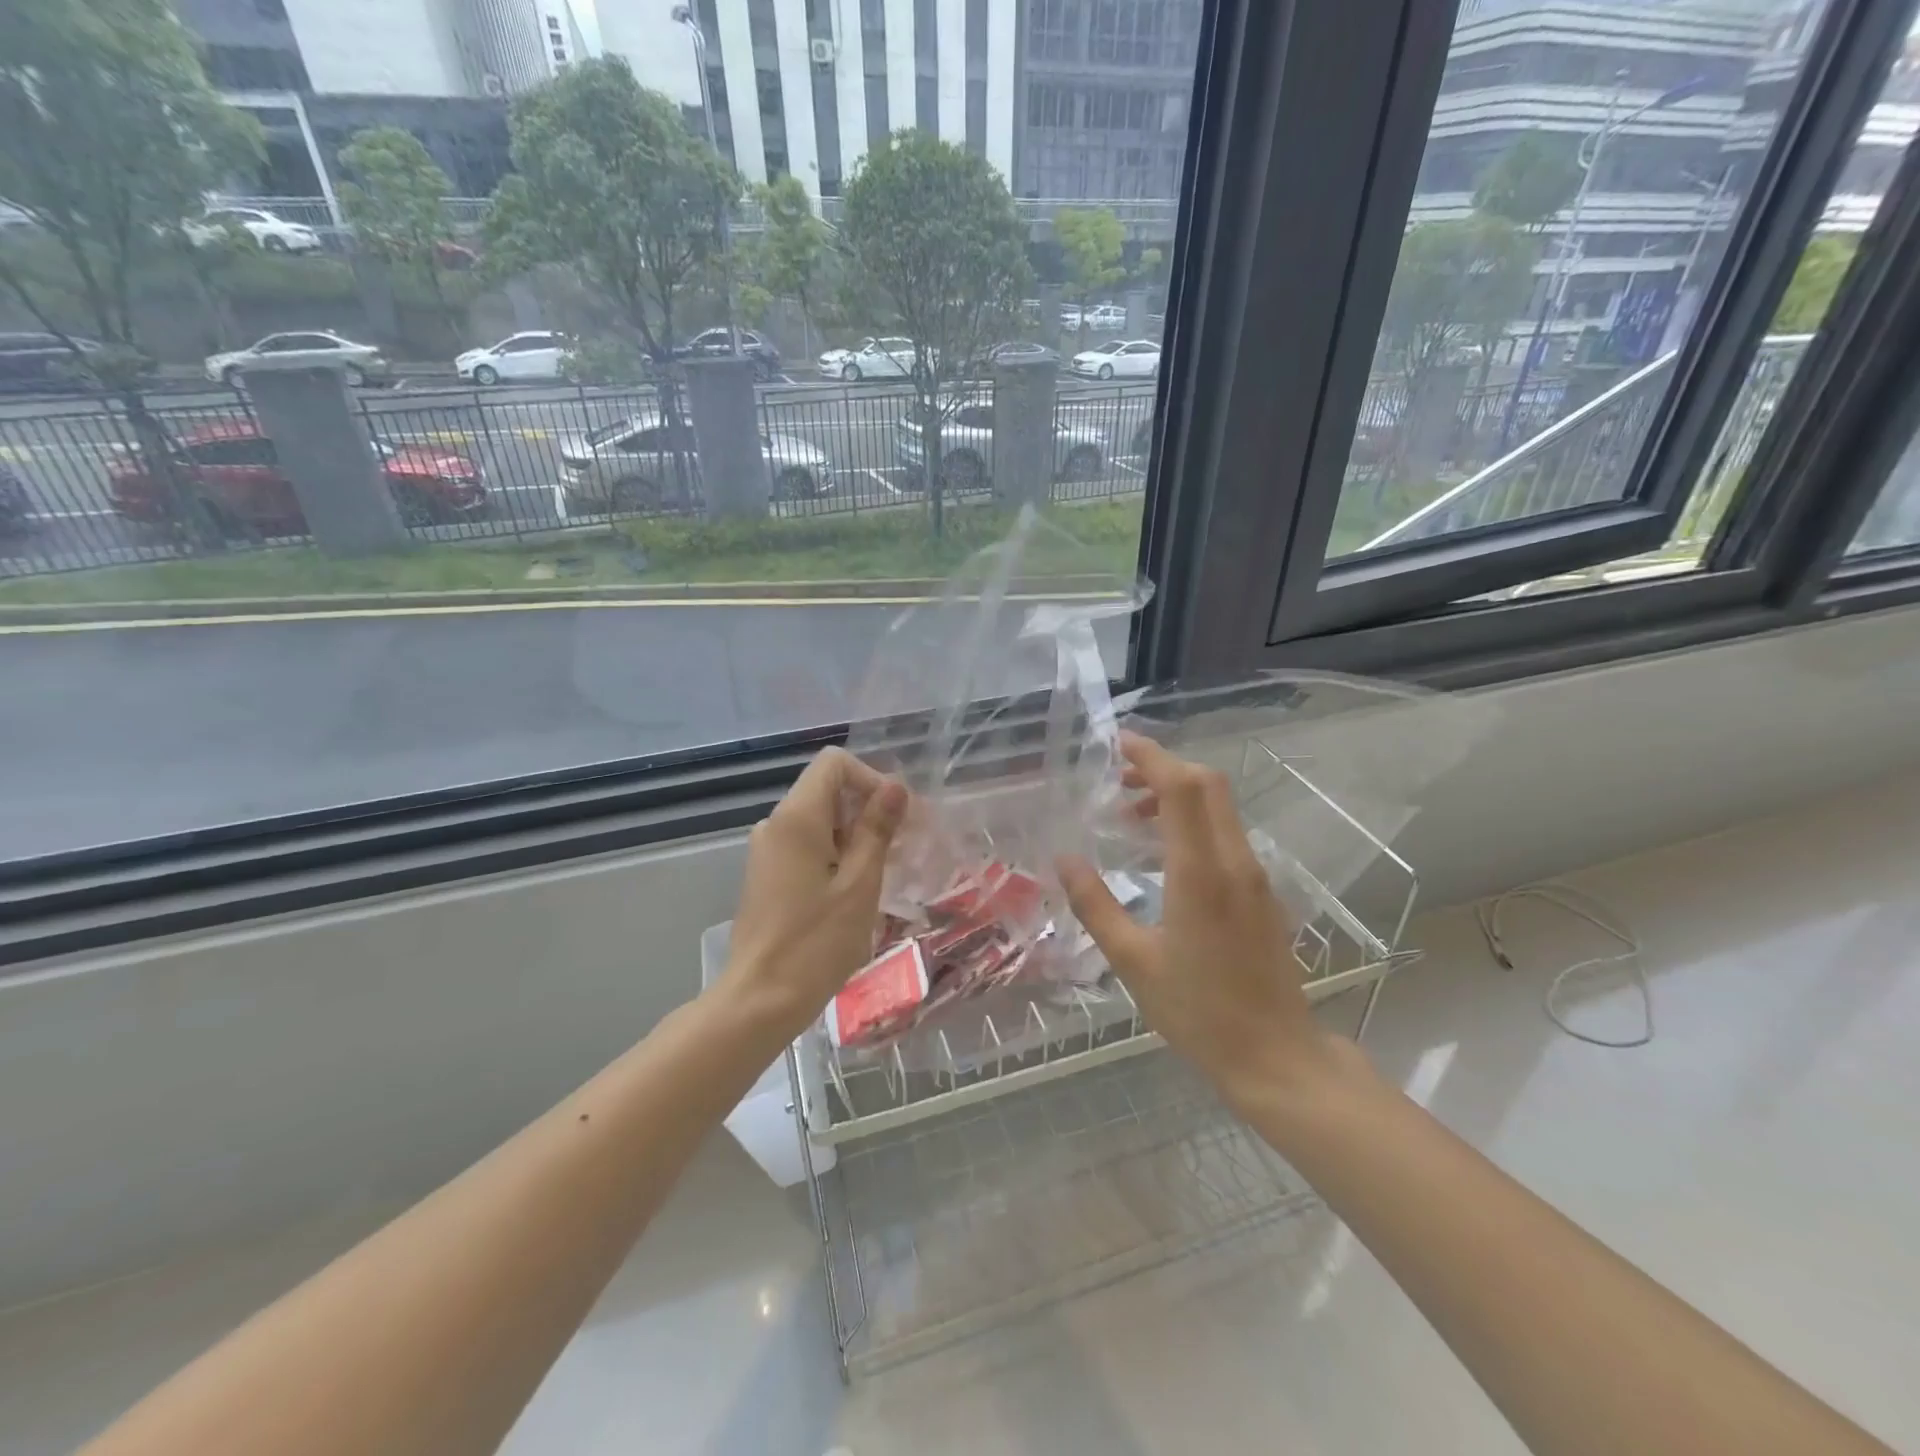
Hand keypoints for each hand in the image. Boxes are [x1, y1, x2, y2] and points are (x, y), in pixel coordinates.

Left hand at [720, 747, 906, 1038]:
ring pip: (820, 819)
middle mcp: (776, 824)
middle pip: (828, 789)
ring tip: (883, 873)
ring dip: (856, 834)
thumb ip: (877, 829)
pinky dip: (836, 853)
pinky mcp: (768, 873)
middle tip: (902, 849)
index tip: (897, 819)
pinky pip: (808, 844)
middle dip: (868, 809)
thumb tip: (896, 787)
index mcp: (797, 818)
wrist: (760, 1000)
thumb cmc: (816, 943)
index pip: (834, 763)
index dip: (871, 779)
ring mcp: (768, 849)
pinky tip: (855, 889)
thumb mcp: (860, 884)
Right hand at [1057, 732, 1332, 1104]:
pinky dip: (1192, 822)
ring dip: (1176, 796)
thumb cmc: (1198, 1010)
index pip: (1182, 788)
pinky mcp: (1261, 892)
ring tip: (1131, 817)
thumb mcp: (1132, 960)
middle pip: (1207, 785)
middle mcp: (1233, 862)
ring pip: (1219, 807)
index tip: (1117, 744)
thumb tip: (1064, 859)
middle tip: (1118, 780)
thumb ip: (1095, 904)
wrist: (1275, 1055)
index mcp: (1200, 873)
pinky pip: (1225, 834)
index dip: (1151, 756)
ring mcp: (1254, 876)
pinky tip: (1162, 855)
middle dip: (1162, 768)